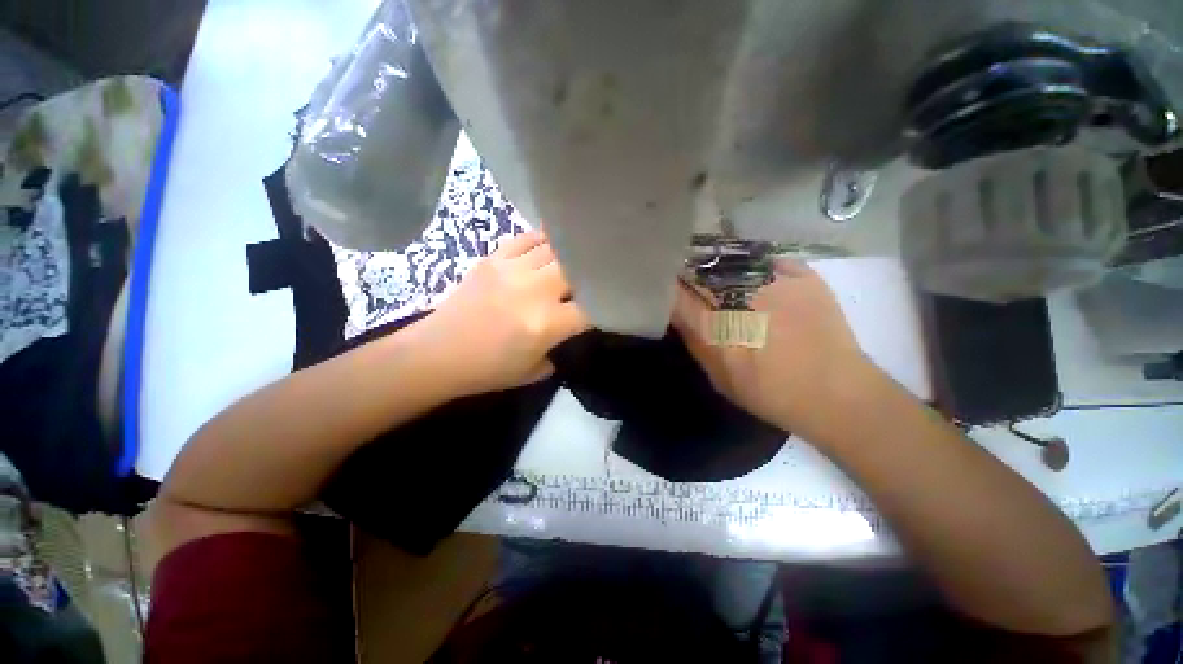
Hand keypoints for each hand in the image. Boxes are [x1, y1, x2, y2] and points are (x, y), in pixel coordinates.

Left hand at [410, 232, 590, 396]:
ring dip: (568, 254)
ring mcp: (512, 270)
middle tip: (593, 277)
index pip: (591, 308)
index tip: (607, 306)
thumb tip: (567, 331)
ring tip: (576, 255)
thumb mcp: (534, 371)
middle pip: (576, 268)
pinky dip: (542, 240)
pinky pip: (526, 239)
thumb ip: (559, 350)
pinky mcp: (493, 259)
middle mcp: (534, 291)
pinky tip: (550, 245)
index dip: (604, 306)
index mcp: (546, 324)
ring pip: (554, 248)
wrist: (437, 353)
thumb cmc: (487, 370)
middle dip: (589, 273)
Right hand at [672, 259, 879, 439]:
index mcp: (717, 325)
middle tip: (689, 278)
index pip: (679, 293)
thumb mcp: (720, 377)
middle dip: (691, 272)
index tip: (665, 284)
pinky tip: (753, 278)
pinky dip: (754, 266)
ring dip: (718, 266)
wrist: (837, 394)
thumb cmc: (770, 393)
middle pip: (703, 271)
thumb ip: (695, 342)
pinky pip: (765, 260)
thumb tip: (676, 312)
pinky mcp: (802, 276)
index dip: (669, 285)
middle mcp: (741, 297)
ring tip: (718, 275)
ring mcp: (774, 282)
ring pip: (732, 261)